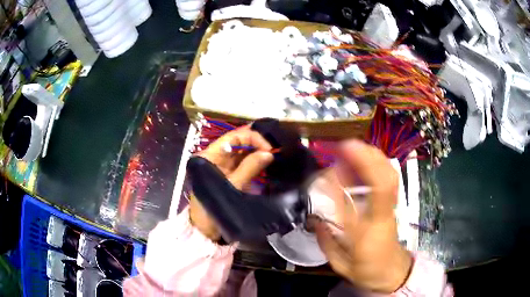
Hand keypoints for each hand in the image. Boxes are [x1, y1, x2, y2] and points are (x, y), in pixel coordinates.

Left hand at [189, 126, 273, 240]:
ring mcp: (225, 166)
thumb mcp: (232, 186)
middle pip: (239, 142)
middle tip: (275, 150)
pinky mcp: (232, 176)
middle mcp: (217, 157)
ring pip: (244, 153)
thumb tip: (269, 153)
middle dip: (257, 143)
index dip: (252, 138)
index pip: (234, 136)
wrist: (206, 229)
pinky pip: (245, 164)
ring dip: (258, 152)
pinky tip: (267, 163)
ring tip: (274, 154)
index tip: (268, 148)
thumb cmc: (213, 207)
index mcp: (211, 155)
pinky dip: (256, 162)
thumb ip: (249, 168)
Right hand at [310, 140, 411, 292]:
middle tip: (345, 145)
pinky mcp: (393, 205)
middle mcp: (381, 217)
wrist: (392, 272)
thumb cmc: (367, 271)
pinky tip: (367, 156)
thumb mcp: (341, 265)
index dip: (339, 187)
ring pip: (389, 177)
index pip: (352, 207)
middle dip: (366, 160)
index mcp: (365, 237)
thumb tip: (315, 218)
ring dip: (373, 157)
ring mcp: (391, 209)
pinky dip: (380, 163)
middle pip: (382, 183)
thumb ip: (326, 242)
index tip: (326, 173)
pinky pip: (390, 179)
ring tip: (355, 145)